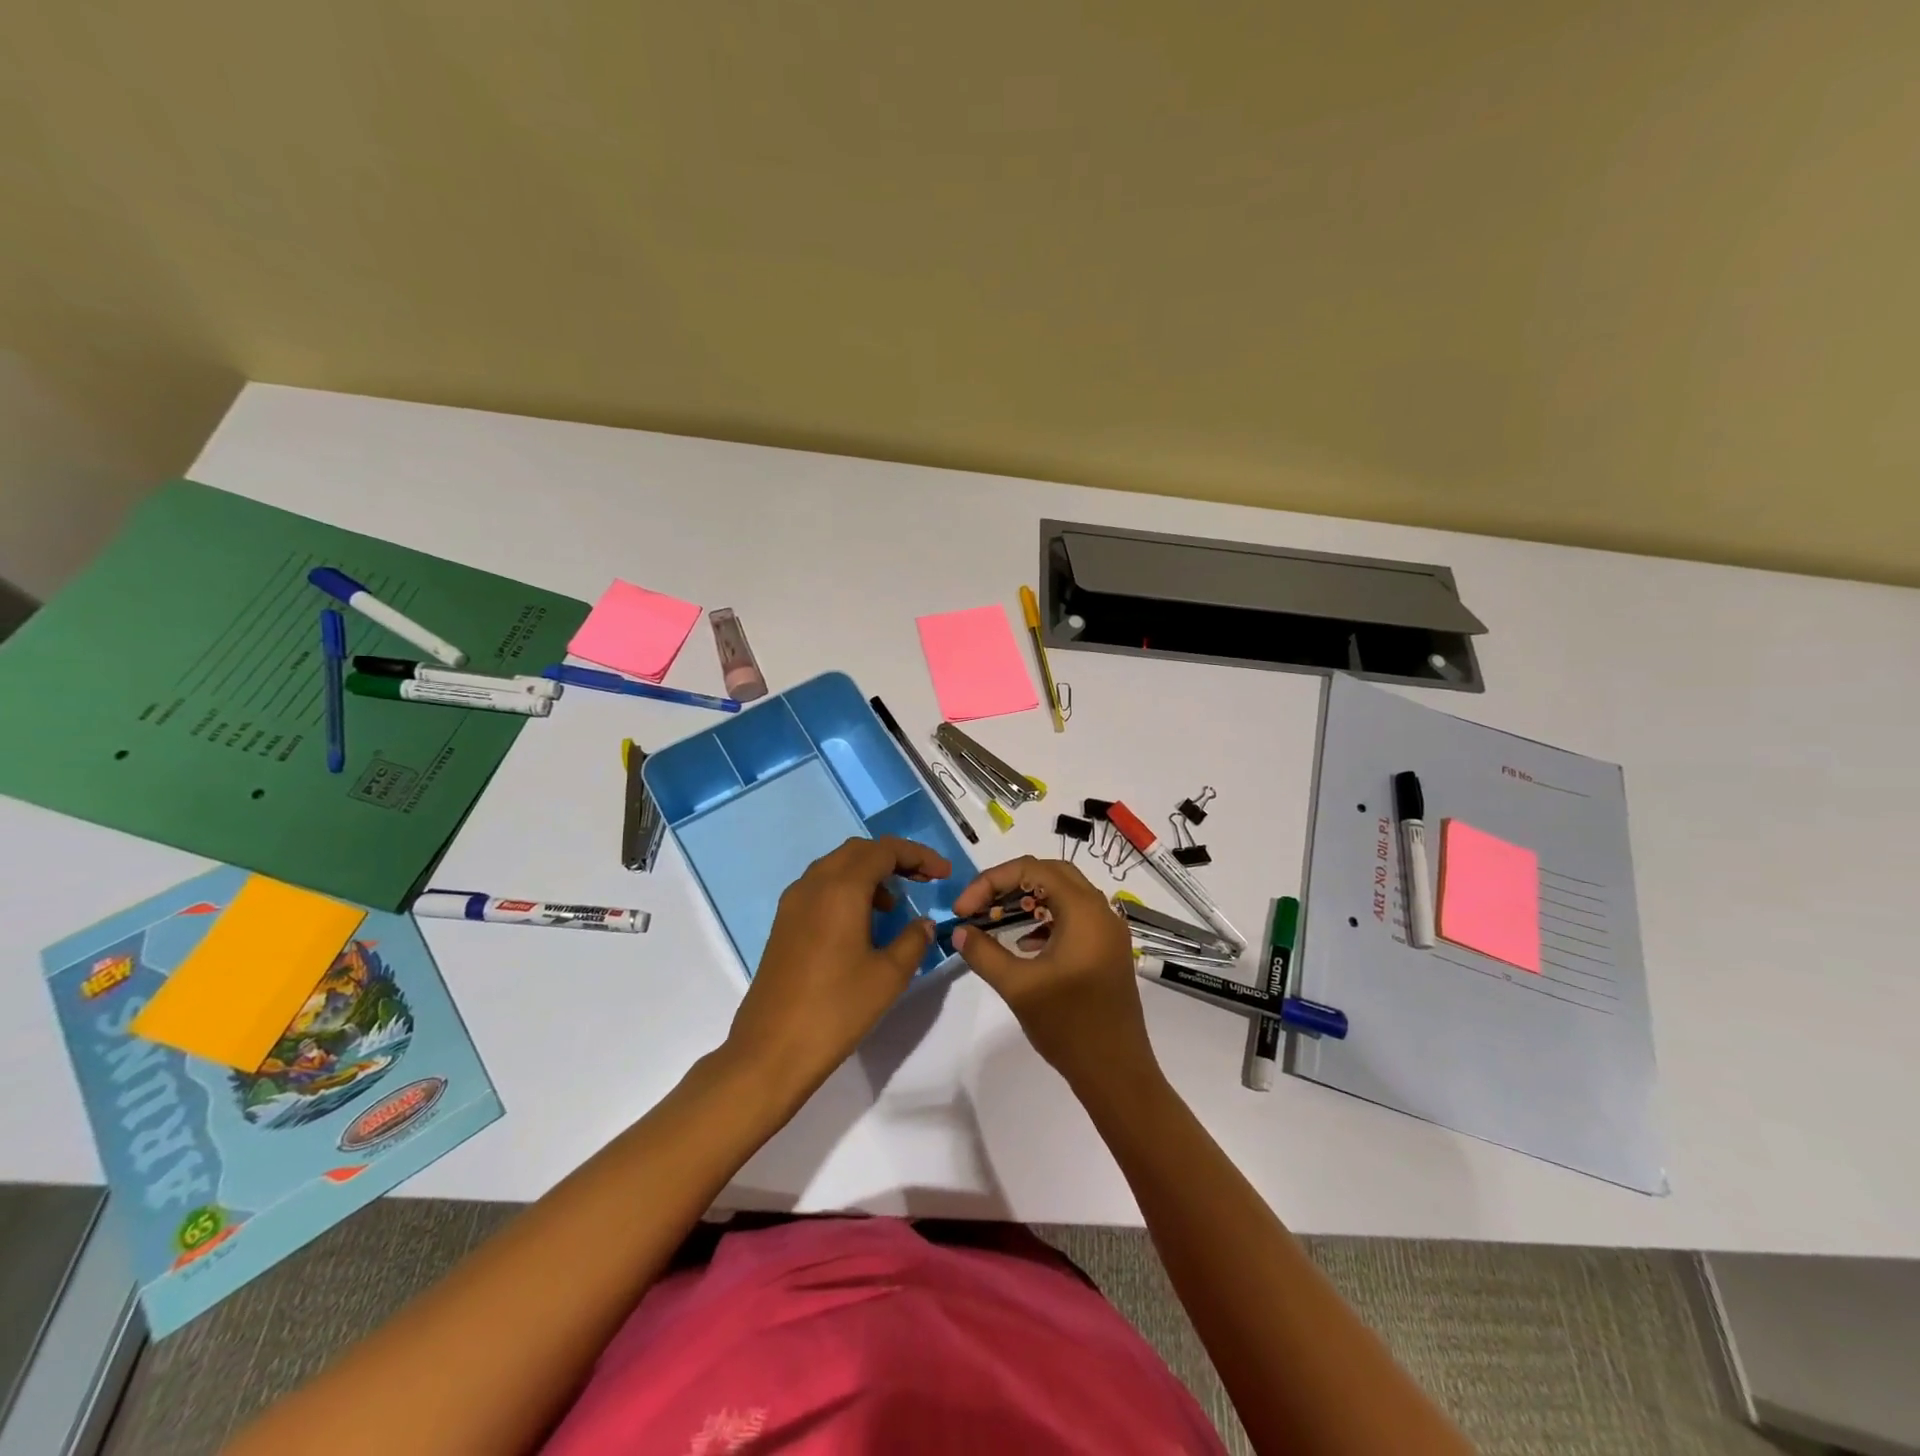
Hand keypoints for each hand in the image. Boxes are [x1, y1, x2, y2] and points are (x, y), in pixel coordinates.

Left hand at [726, 835, 951, 1106]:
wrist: (771, 1050)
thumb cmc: (836, 1009)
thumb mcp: (889, 976)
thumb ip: (913, 940)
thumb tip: (924, 923)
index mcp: (840, 889)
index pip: (884, 850)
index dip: (918, 856)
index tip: (944, 873)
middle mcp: (813, 884)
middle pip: (858, 851)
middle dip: (894, 858)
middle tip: (923, 880)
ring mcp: (793, 903)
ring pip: (836, 867)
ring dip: (869, 873)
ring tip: (895, 905)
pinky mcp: (784, 924)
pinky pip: (820, 887)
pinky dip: (847, 890)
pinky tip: (862, 924)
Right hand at [949, 856, 1157, 1096]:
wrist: (1116, 1073)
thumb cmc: (1068, 1025)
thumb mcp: (1018, 987)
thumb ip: (984, 953)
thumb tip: (960, 931)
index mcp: (1084, 910)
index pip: (1032, 870)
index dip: (991, 882)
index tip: (963, 910)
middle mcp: (1101, 911)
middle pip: (1050, 873)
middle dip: (1009, 884)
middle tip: (979, 906)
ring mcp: (1108, 931)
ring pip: (1063, 894)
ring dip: (1028, 899)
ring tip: (996, 920)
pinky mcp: (1108, 950)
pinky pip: (1074, 916)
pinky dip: (1045, 918)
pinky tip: (1023, 943)